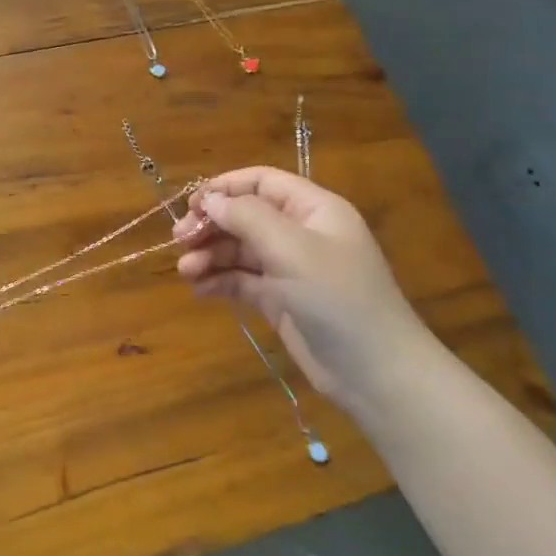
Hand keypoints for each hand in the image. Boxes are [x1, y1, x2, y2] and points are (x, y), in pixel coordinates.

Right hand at [174, 167, 438, 413]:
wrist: (375, 373)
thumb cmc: (337, 297)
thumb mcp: (291, 248)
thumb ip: (247, 217)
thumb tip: (210, 200)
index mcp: (313, 209)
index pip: (261, 182)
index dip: (224, 188)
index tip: (191, 205)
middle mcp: (301, 233)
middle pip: (245, 215)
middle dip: (211, 224)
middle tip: (180, 240)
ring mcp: (290, 268)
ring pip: (239, 249)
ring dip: (210, 255)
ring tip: (185, 271)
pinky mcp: (281, 300)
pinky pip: (242, 280)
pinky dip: (219, 280)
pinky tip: (199, 289)